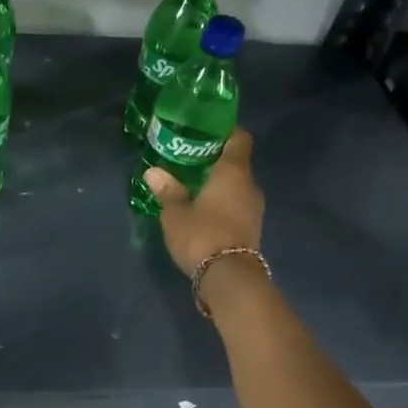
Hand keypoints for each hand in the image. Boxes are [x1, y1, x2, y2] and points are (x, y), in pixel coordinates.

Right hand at [144, 128, 264, 276]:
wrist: (229, 277)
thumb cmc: (202, 234)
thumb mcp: (176, 213)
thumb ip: (167, 190)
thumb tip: (153, 172)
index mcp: (233, 172)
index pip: (239, 138)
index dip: (225, 131)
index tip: (205, 131)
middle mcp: (249, 185)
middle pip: (237, 162)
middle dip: (215, 159)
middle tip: (189, 159)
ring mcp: (254, 208)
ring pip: (237, 185)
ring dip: (219, 183)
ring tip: (192, 184)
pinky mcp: (252, 227)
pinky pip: (237, 204)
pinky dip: (223, 201)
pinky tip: (202, 207)